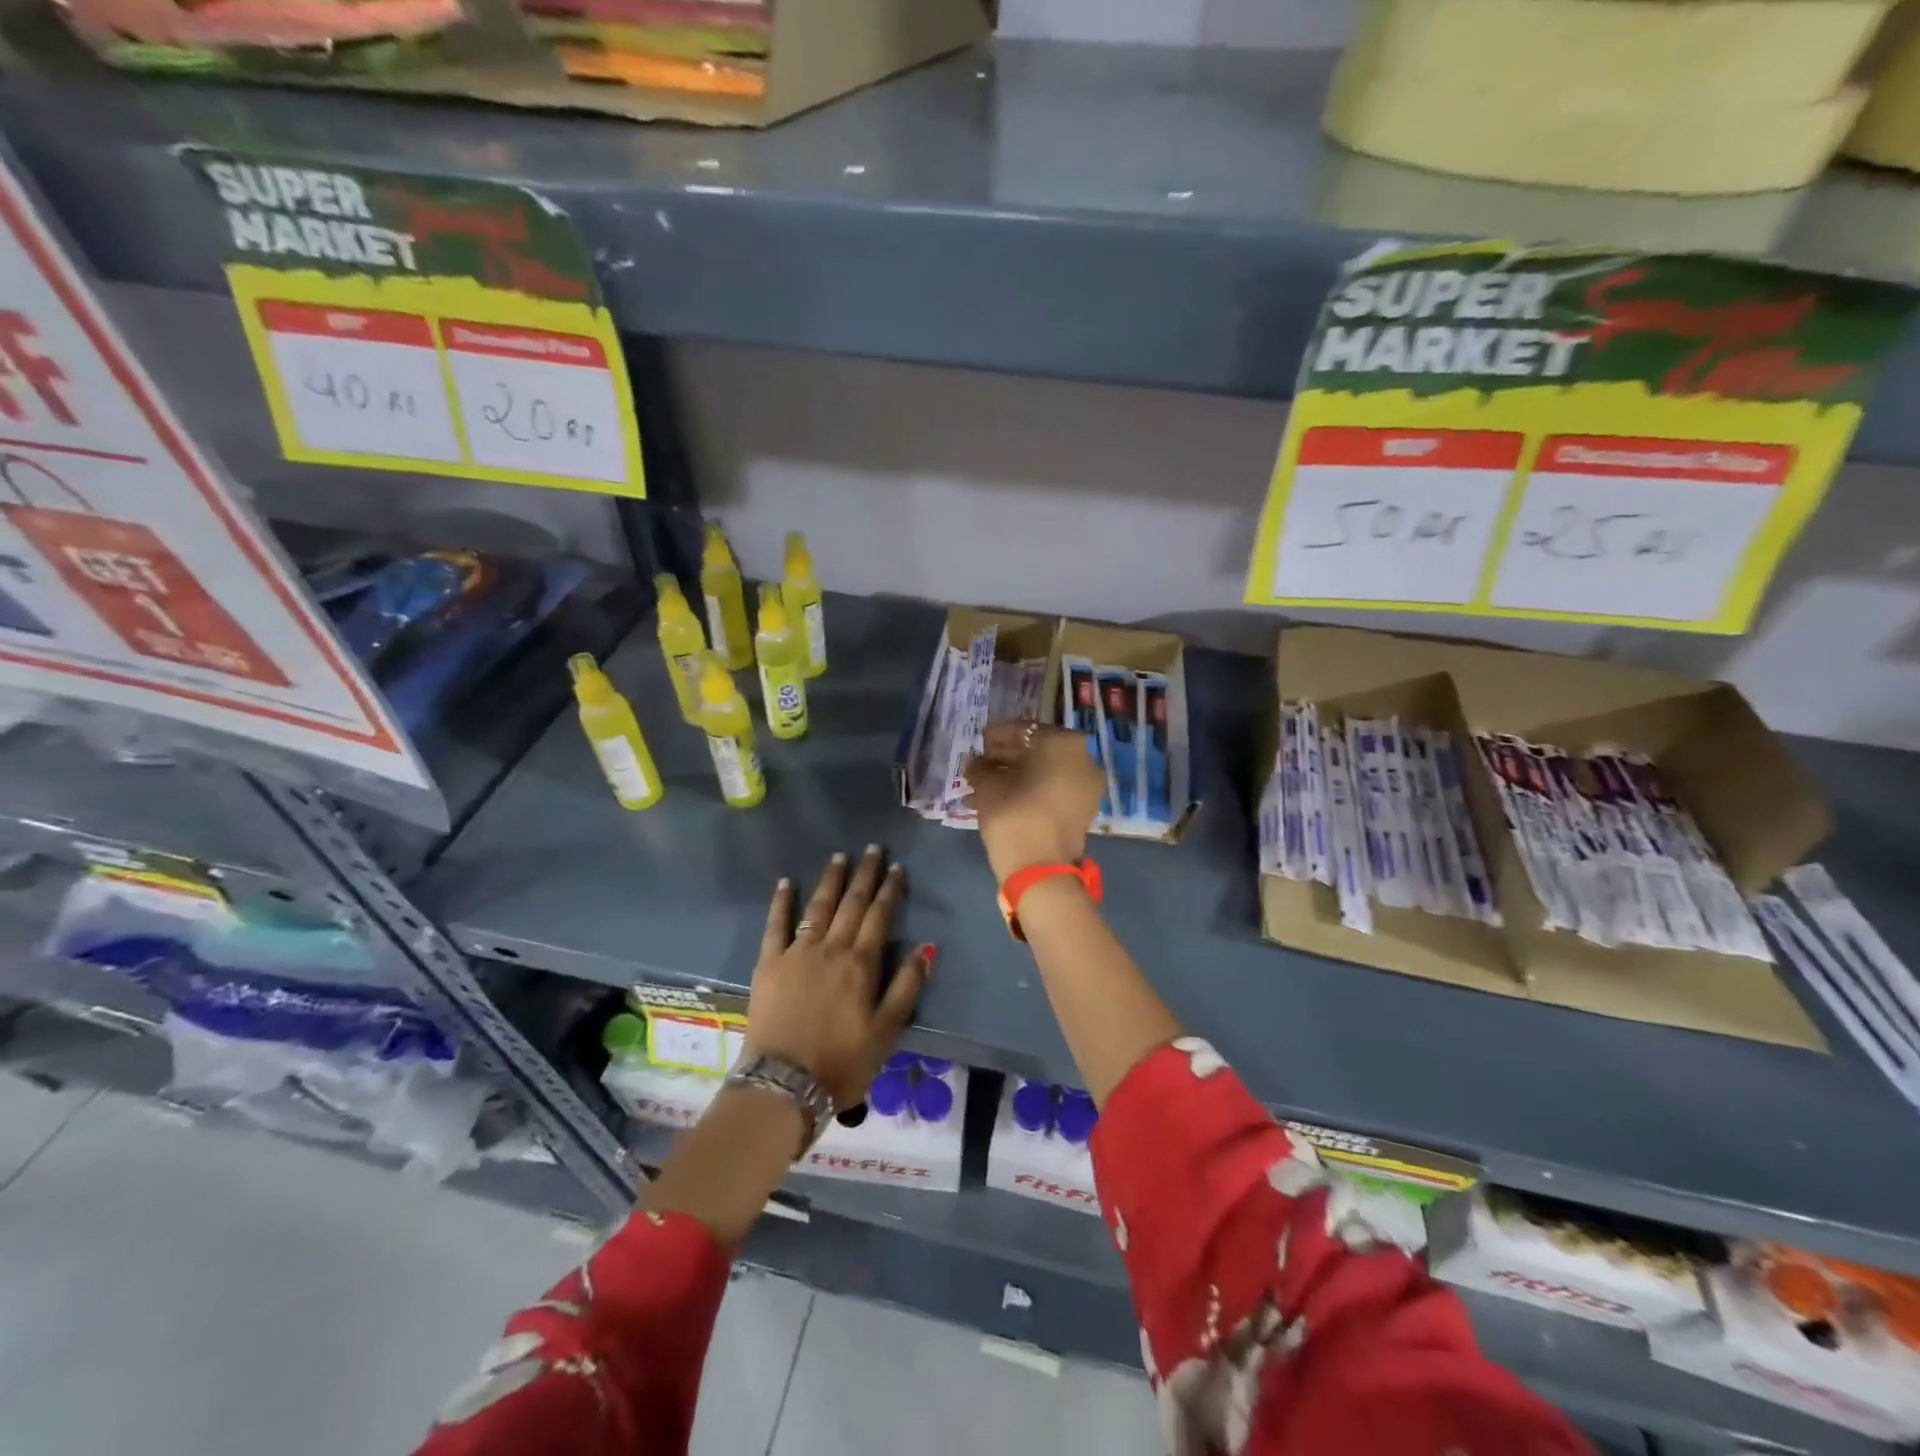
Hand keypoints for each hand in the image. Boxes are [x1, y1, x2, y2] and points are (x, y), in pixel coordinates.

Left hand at [742, 847, 933, 1110]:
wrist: (783, 1085)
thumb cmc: (842, 1063)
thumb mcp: (886, 1032)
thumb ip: (906, 988)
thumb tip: (926, 948)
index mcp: (861, 964)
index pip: (879, 916)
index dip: (889, 890)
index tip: (896, 868)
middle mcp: (830, 949)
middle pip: (851, 904)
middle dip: (864, 875)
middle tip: (872, 850)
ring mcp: (797, 953)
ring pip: (817, 907)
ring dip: (830, 880)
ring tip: (839, 857)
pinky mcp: (768, 964)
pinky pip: (775, 925)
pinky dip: (781, 902)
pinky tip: (785, 883)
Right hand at [964, 720, 1105, 882]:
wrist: (1041, 871)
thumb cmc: (1014, 816)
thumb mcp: (988, 787)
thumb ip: (980, 767)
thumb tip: (974, 762)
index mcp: (1063, 743)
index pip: (1024, 729)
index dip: (998, 735)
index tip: (979, 742)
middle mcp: (1082, 759)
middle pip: (1037, 750)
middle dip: (1006, 757)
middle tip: (980, 764)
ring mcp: (1086, 786)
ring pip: (1043, 772)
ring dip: (1013, 776)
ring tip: (981, 786)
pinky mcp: (1082, 809)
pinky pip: (1052, 790)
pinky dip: (1028, 791)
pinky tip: (998, 799)